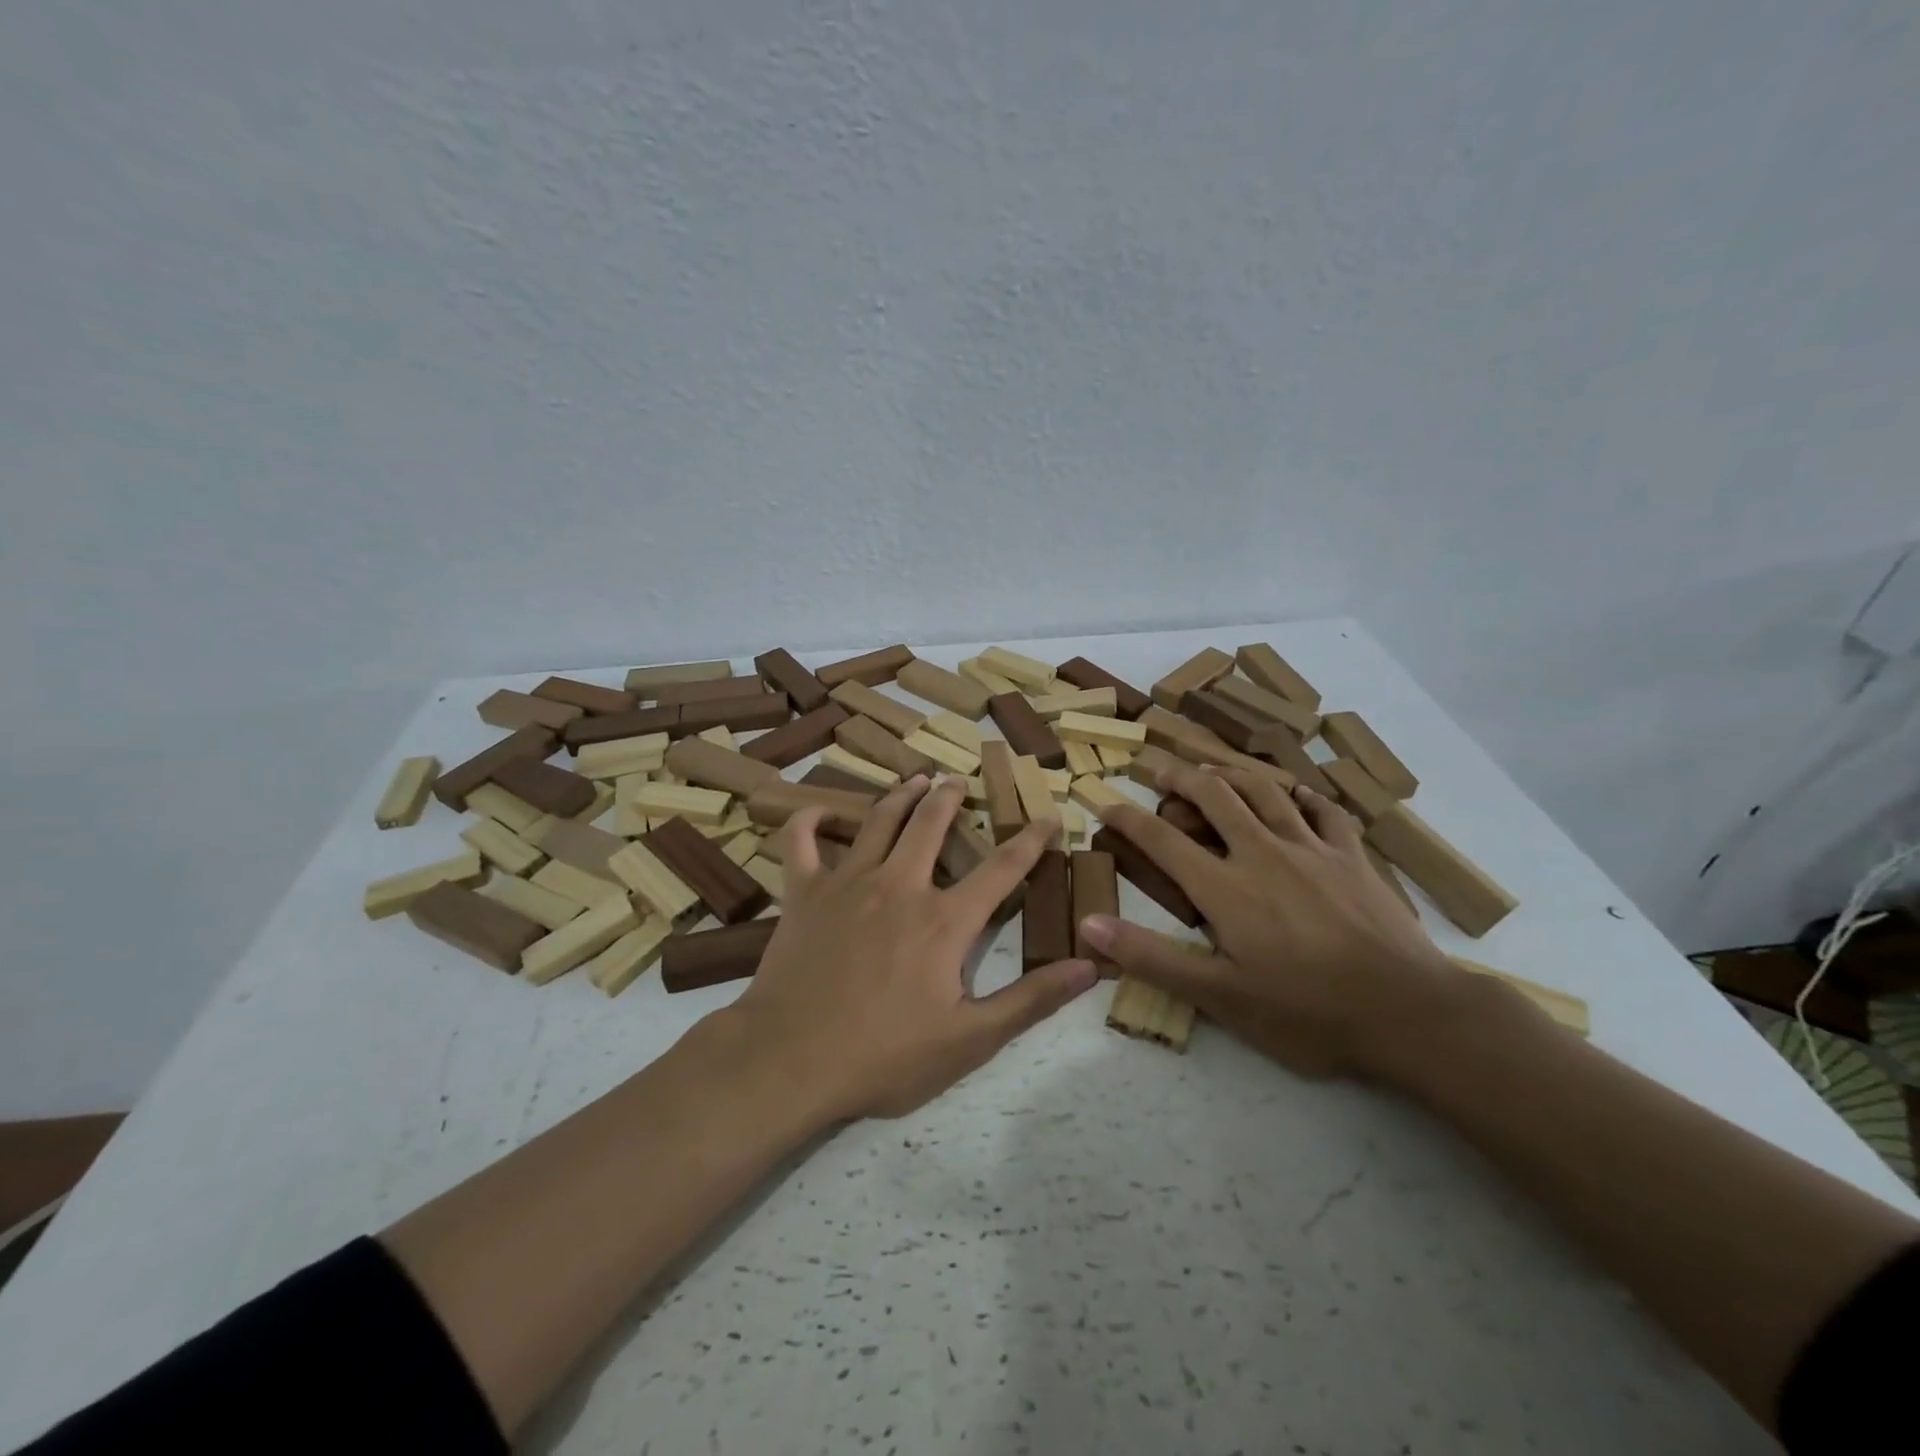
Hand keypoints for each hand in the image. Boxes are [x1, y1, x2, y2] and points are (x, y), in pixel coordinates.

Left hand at [729, 775, 1097, 1120]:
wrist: (790, 1060)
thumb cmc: (884, 1056)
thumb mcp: (970, 1040)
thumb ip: (1030, 999)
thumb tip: (1089, 966)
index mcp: (943, 919)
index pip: (1001, 869)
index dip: (1030, 841)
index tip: (1048, 817)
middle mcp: (899, 885)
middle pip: (931, 825)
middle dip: (951, 798)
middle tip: (958, 781)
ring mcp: (847, 882)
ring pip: (878, 821)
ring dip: (900, 796)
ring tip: (915, 780)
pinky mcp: (804, 891)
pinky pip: (801, 840)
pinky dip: (809, 820)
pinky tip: (819, 812)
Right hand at [1080, 764, 1464, 1078]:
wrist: (1409, 1013)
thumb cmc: (1307, 1011)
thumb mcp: (1220, 996)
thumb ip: (1151, 957)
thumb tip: (1089, 925)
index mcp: (1225, 887)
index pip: (1162, 839)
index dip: (1127, 818)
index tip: (1104, 803)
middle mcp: (1262, 852)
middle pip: (1214, 795)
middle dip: (1179, 776)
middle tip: (1159, 769)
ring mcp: (1312, 849)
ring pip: (1265, 790)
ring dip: (1232, 772)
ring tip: (1213, 767)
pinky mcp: (1352, 857)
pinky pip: (1324, 811)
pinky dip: (1303, 795)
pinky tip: (1296, 794)